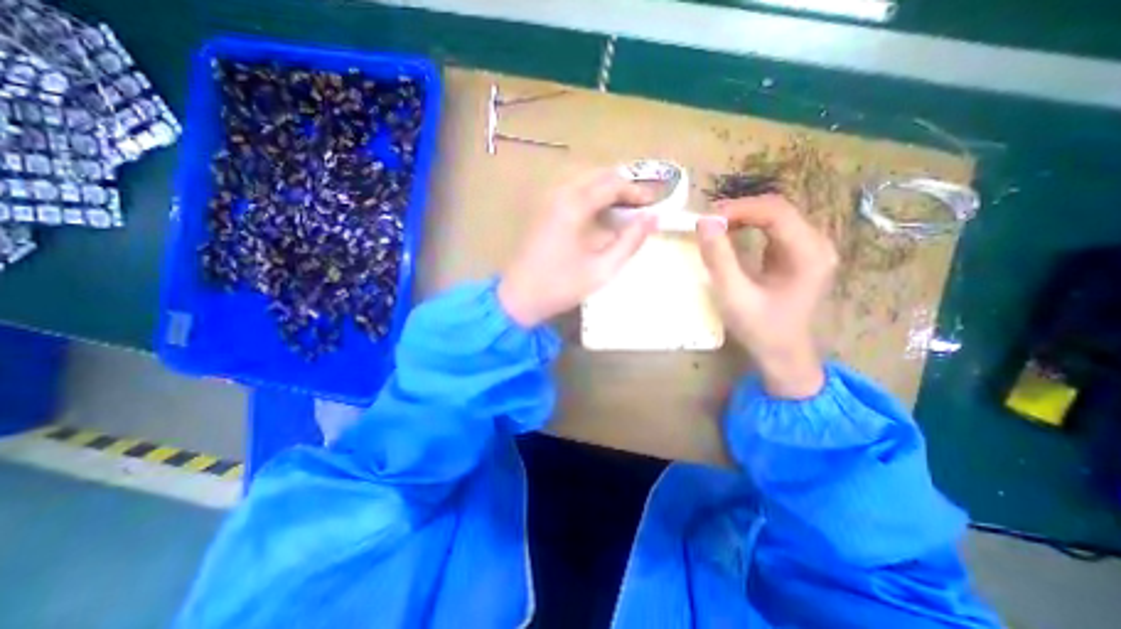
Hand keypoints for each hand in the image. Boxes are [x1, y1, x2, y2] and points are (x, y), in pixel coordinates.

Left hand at [499, 170, 658, 326]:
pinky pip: (571, 191)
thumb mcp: (602, 269)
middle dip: (622, 187)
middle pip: (598, 174)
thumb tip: (652, 219)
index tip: (653, 205)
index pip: (613, 183)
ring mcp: (547, 200)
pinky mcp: (541, 209)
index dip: (636, 191)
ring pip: (584, 180)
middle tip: (639, 208)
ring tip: (623, 212)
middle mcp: (558, 193)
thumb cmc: (560, 287)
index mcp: (573, 205)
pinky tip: (598, 217)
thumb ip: (630, 242)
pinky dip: (590, 196)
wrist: (518, 297)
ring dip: (606, 190)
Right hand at [699, 195, 834, 398]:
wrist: (783, 353)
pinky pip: (772, 228)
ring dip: (742, 216)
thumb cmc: (760, 329)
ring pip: (774, 216)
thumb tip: (704, 222)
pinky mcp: (798, 253)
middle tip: (706, 222)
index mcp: (809, 254)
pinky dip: (747, 226)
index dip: (739, 209)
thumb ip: (719, 259)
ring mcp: (809, 248)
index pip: (776, 212)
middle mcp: (816, 244)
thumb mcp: (735, 296)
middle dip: (739, 210)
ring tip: (713, 227)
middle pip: (777, 209)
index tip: (706, 219)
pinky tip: (729, 234)